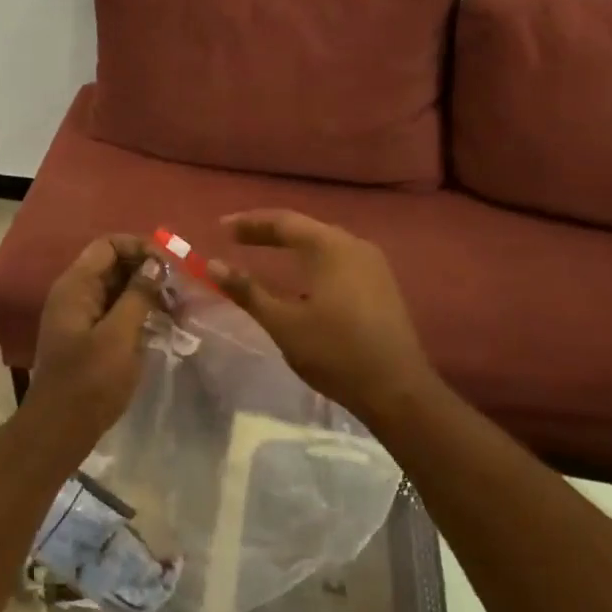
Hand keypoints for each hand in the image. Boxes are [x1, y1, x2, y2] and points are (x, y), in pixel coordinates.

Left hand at [28, 235, 163, 433]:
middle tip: (179, 287)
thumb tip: (156, 264)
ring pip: (116, 288)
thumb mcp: (120, 336)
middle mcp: (74, 293)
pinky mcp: (88, 336)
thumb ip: (138, 295)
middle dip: (147, 269)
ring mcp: (80, 315)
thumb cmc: (90, 381)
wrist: (60, 430)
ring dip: (145, 291)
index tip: (170, 266)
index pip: (108, 245)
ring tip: (177, 306)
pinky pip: (115, 310)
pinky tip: (162, 323)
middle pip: (113, 264)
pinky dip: (137, 310)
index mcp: (75, 286)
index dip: (140, 247)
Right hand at [205, 210, 437, 422]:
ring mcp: (373, 264)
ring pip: (323, 242)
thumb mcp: (283, 324)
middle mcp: (354, 245)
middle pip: (304, 228)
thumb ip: (247, 291)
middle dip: (268, 231)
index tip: (220, 228)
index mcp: (330, 247)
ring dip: (292, 244)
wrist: (398, 390)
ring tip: (263, 251)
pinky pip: (339, 258)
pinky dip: (312, 259)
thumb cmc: (336, 353)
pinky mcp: (381, 283)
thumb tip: (213, 265)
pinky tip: (301, 275)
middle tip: (237, 237)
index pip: (282, 222)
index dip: (249, 223)